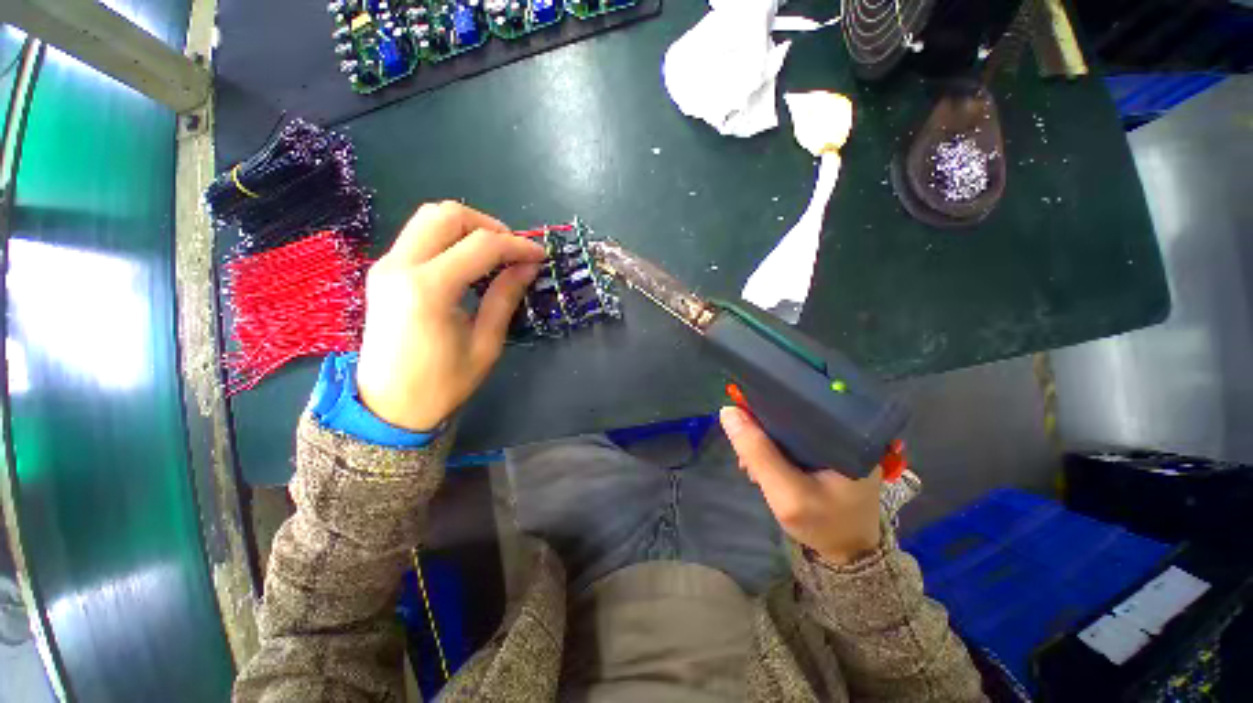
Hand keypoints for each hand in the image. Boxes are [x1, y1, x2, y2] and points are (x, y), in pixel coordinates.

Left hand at [357, 201, 545, 430]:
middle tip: (513, 251)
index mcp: (428, 289)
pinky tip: (469, 263)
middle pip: (447, 214)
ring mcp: (386, 265)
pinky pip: (419, 236)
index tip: (540, 255)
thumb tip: (528, 266)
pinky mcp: (383, 271)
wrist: (388, 407)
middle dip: (489, 225)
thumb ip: (505, 297)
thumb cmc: (442, 383)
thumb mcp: (485, 343)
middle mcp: (400, 266)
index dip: (517, 245)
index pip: (481, 245)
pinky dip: (449, 239)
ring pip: (429, 218)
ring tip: (494, 255)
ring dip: (468, 228)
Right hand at [719, 406, 881, 565]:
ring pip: (789, 426)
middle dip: (762, 428)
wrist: (846, 555)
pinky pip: (792, 439)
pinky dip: (773, 448)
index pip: (802, 401)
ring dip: (764, 440)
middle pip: (793, 412)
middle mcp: (844, 431)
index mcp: (847, 434)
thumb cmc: (823, 525)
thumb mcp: (786, 494)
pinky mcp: (826, 452)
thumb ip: (758, 453)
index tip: (744, 417)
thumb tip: (727, 411)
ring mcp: (836, 442)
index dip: (768, 403)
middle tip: (746, 454)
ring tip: (751, 464)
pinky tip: (762, 465)